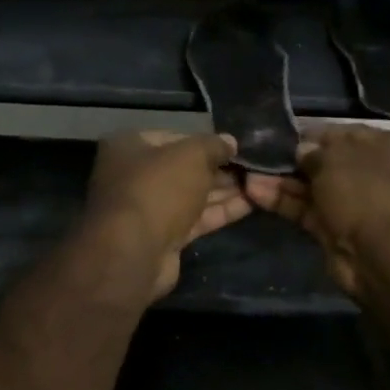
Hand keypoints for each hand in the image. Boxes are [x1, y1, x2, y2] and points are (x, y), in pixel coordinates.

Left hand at [84, 130, 248, 298]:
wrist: (134, 251)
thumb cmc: (158, 189)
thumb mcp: (191, 155)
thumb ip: (213, 146)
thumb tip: (230, 142)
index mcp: (129, 146)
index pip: (174, 137)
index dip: (206, 142)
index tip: (235, 147)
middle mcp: (134, 175)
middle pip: (184, 168)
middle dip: (218, 169)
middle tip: (253, 168)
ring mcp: (148, 209)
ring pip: (192, 195)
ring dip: (224, 190)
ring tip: (259, 184)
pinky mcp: (163, 237)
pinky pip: (195, 219)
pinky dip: (220, 211)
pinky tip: (250, 205)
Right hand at [242, 124, 389, 298]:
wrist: (384, 257)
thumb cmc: (366, 193)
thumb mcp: (336, 159)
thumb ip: (313, 152)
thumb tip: (301, 151)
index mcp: (384, 146)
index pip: (341, 133)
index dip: (309, 133)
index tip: (279, 134)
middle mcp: (371, 172)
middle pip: (325, 161)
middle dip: (291, 159)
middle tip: (257, 153)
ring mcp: (353, 203)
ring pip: (312, 186)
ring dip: (281, 180)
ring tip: (246, 172)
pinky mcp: (335, 229)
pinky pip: (306, 209)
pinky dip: (283, 201)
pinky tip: (253, 192)